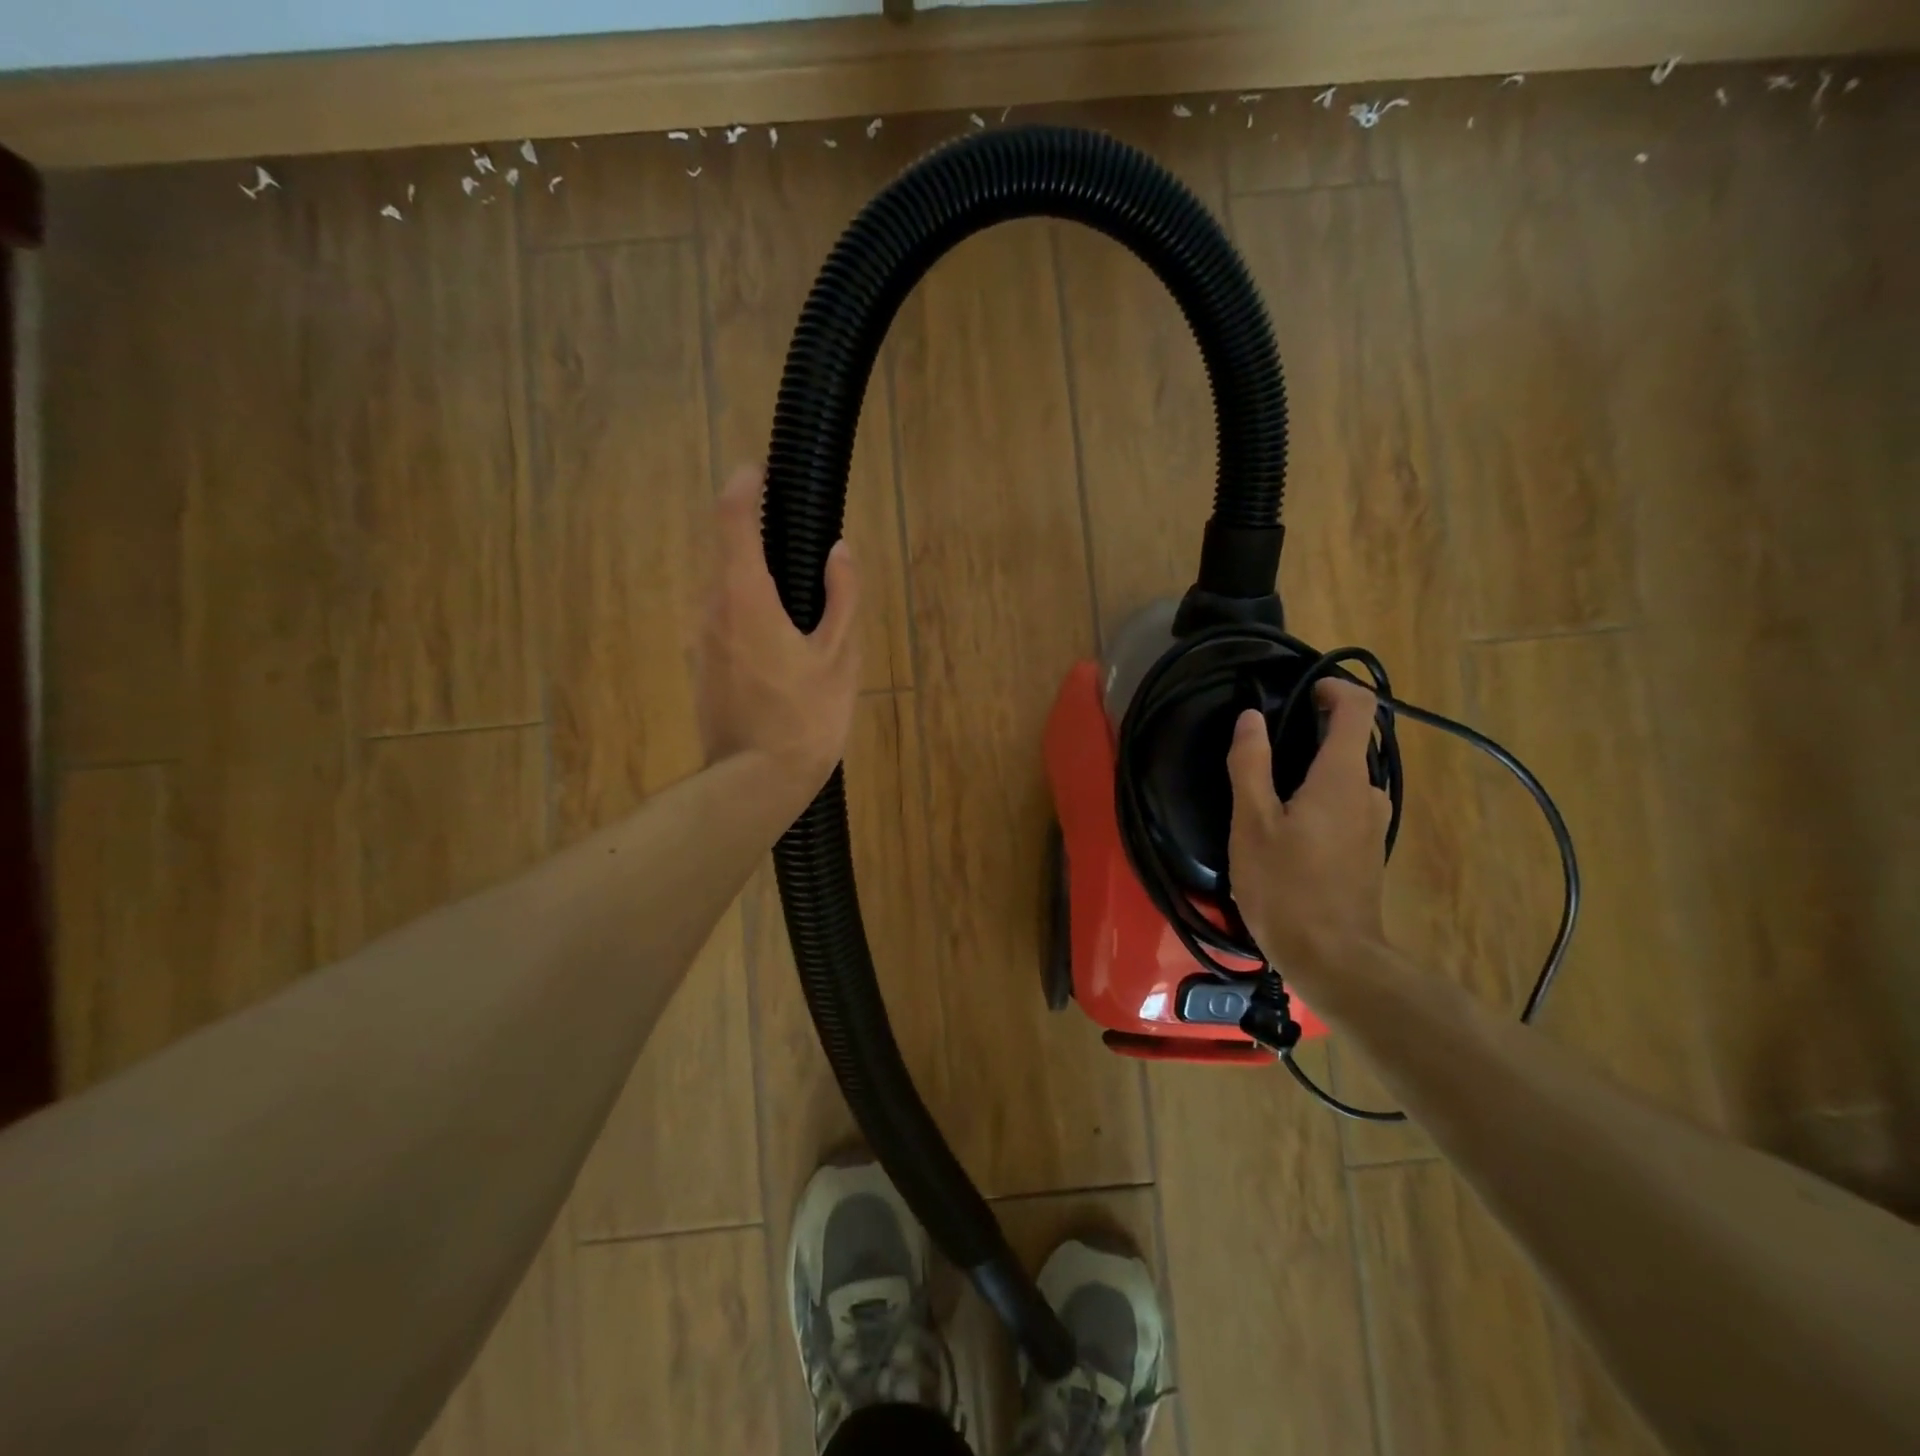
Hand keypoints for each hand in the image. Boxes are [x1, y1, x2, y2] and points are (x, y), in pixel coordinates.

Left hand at [696, 464, 860, 802]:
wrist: (755, 782)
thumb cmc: (805, 718)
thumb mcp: (839, 656)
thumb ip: (842, 596)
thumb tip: (840, 552)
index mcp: (745, 598)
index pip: (732, 519)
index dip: (744, 487)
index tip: (760, 472)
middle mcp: (710, 610)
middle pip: (729, 556)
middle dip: (759, 543)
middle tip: (802, 551)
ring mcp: (699, 641)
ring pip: (726, 593)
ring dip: (756, 585)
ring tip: (800, 607)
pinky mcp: (700, 667)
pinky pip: (724, 623)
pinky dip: (748, 616)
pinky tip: (781, 648)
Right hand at [1226, 679, 1391, 972]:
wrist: (1333, 958)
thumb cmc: (1286, 886)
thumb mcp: (1252, 823)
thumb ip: (1250, 764)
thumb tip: (1251, 719)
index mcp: (1343, 777)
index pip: (1359, 709)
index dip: (1333, 689)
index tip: (1300, 692)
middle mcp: (1369, 793)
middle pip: (1352, 742)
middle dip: (1313, 732)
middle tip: (1265, 745)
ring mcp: (1373, 824)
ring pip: (1346, 777)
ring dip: (1313, 769)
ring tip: (1267, 788)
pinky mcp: (1367, 850)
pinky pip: (1346, 805)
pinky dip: (1319, 796)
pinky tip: (1285, 825)